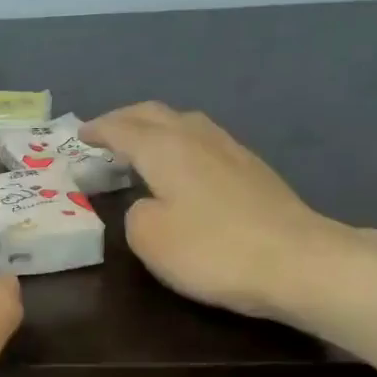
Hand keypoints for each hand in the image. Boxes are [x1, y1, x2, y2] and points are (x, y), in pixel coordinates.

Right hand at [83, 102, 353, 321]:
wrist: (297, 261)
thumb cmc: (213, 250)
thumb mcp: (150, 238)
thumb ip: (134, 214)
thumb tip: (146, 204)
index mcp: (165, 149)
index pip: (123, 129)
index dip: (98, 131)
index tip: (79, 136)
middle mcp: (197, 137)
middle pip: (155, 114)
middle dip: (125, 119)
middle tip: (103, 134)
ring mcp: (230, 150)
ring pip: (183, 123)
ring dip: (155, 128)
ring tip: (139, 145)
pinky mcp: (252, 170)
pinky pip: (203, 141)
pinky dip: (179, 144)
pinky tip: (182, 165)